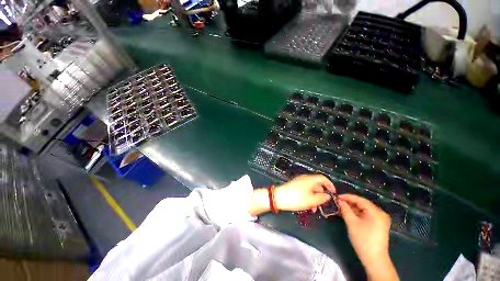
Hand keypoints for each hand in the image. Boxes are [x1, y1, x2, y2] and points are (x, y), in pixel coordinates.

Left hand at [274, 174, 335, 211]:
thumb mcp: (312, 200)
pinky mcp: (295, 186)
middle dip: (321, 194)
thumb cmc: (297, 198)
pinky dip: (308, 197)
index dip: (330, 185)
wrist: (279, 197)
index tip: (334, 193)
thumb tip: (328, 195)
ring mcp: (299, 182)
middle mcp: (305, 178)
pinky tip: (308, 205)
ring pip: (311, 189)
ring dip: (314, 198)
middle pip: (317, 184)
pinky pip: (305, 190)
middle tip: (322, 204)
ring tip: (313, 208)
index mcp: (310, 179)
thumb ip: (322, 198)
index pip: (323, 178)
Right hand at [338, 194, 397, 280]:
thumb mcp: (351, 222)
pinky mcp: (377, 224)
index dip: (347, 197)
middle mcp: (380, 213)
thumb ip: (345, 209)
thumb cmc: (363, 239)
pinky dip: (356, 214)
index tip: (336, 196)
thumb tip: (339, 200)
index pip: (360, 199)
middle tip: (337, 202)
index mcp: (376, 212)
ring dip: (352, 208)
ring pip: (363, 209)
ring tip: (340, 207)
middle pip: (362, 204)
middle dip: (349, 202)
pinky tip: (347, 213)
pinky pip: (365, 215)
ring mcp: (380, 219)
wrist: (374, 259)